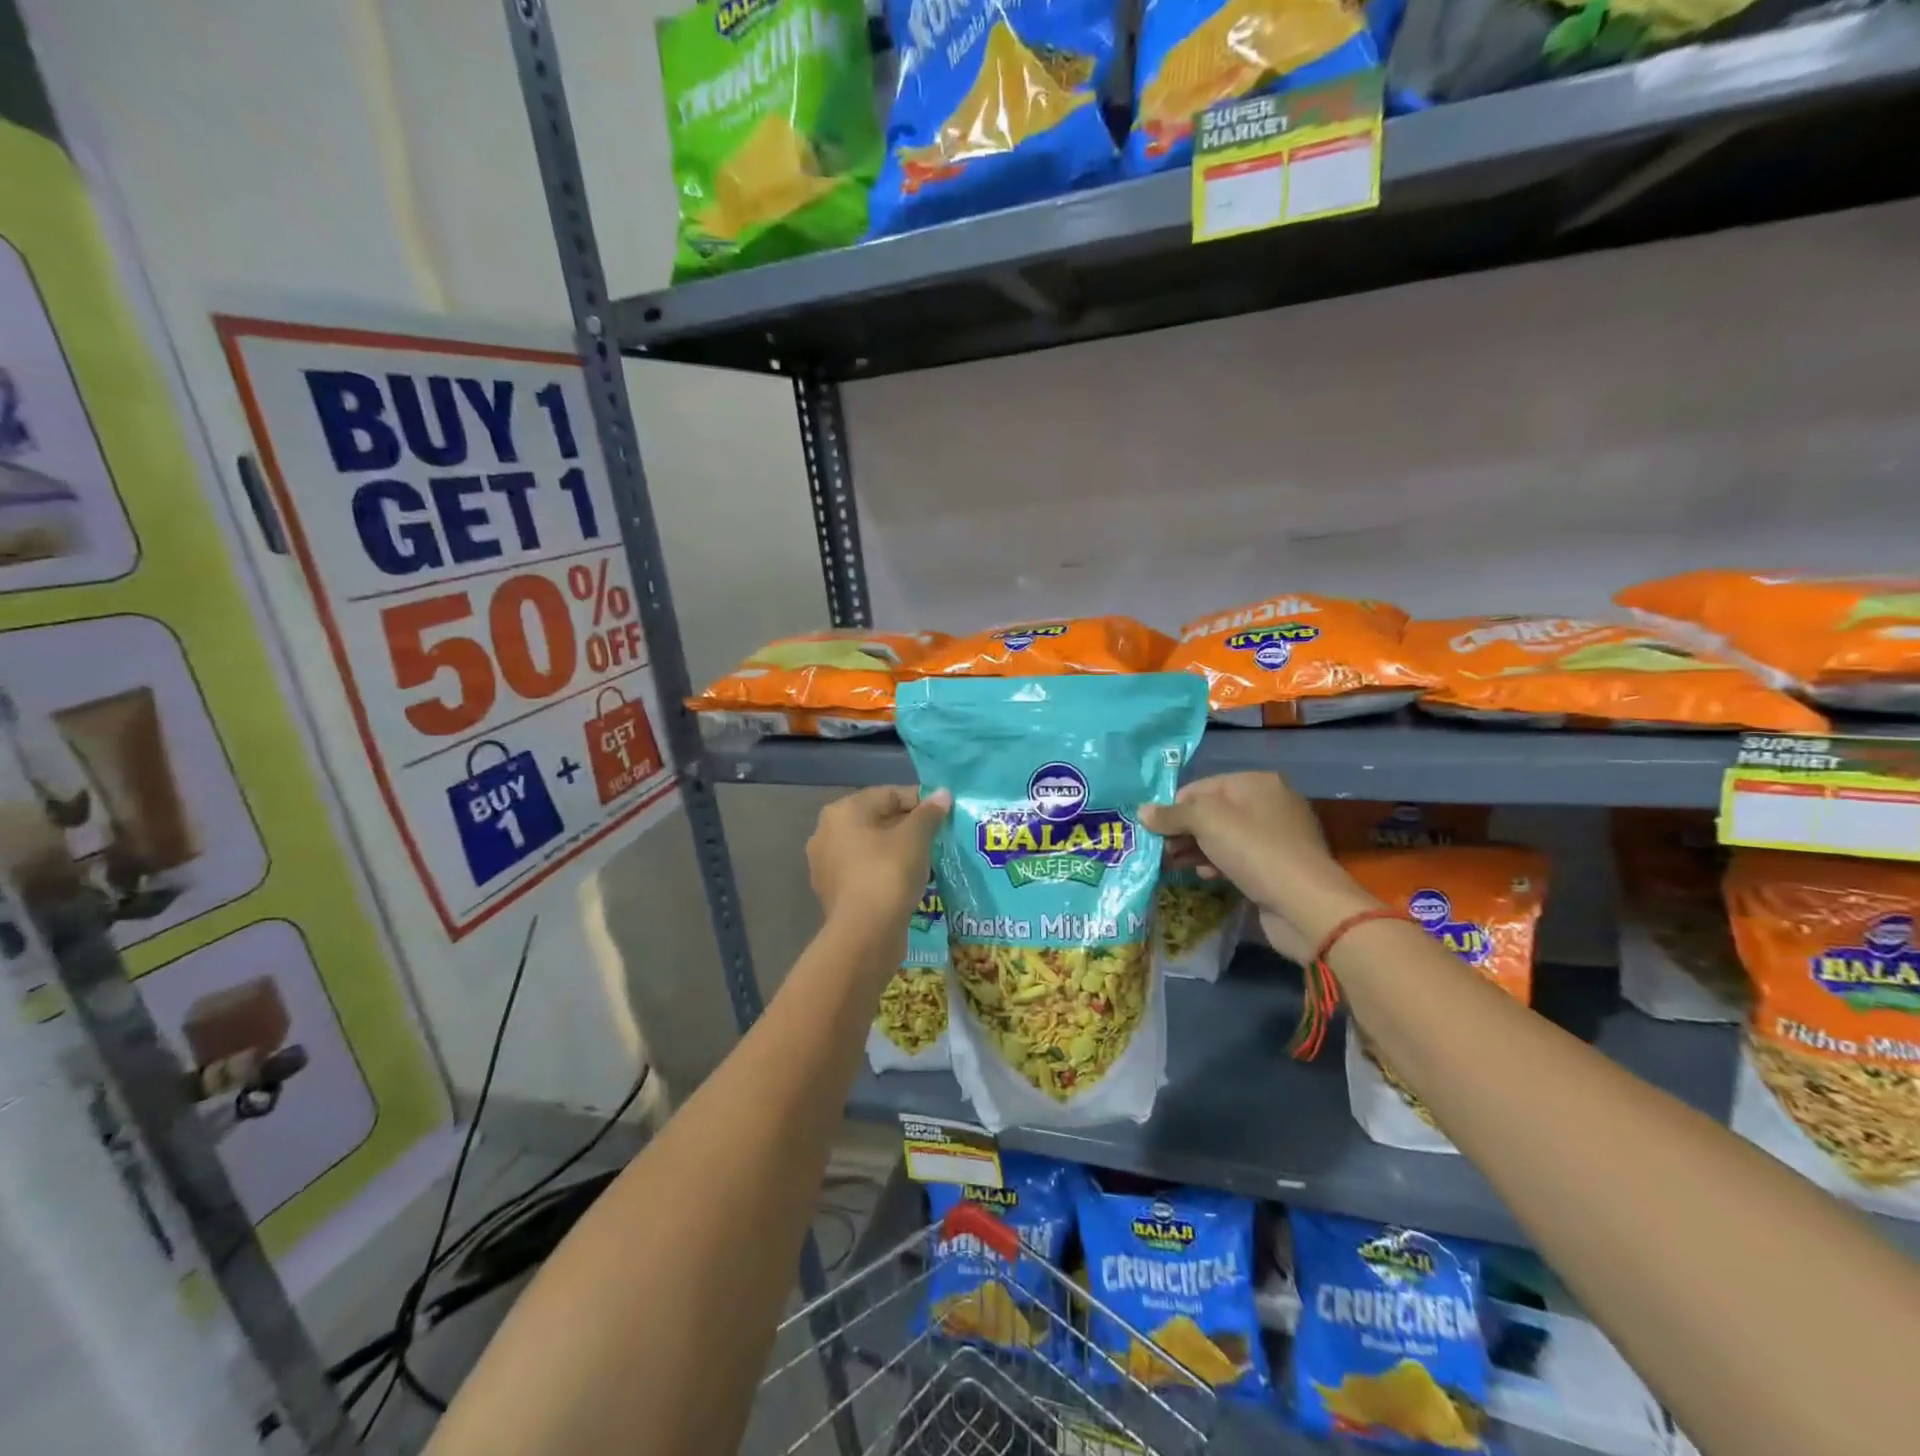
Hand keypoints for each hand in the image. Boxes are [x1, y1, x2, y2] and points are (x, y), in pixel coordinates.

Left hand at [807, 786, 950, 936]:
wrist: (865, 934)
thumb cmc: (888, 873)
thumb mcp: (915, 837)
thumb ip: (929, 813)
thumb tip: (943, 794)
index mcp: (842, 811)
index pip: (889, 794)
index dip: (920, 801)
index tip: (944, 814)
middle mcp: (827, 832)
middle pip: (877, 819)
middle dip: (909, 826)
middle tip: (938, 837)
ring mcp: (826, 864)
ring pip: (871, 847)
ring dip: (898, 850)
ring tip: (927, 859)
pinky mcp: (834, 892)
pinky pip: (866, 871)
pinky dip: (886, 871)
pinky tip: (908, 881)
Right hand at [1140, 773, 1375, 953]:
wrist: (1305, 904)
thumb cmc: (1254, 851)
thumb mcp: (1206, 822)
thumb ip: (1172, 814)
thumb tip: (1143, 811)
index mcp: (1256, 783)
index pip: (1202, 787)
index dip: (1175, 807)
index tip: (1153, 830)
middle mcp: (1269, 804)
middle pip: (1212, 812)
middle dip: (1183, 831)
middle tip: (1159, 851)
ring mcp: (1275, 837)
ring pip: (1223, 837)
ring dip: (1195, 849)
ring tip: (1171, 865)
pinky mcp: (1277, 866)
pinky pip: (1238, 858)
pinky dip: (1217, 864)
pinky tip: (1204, 876)